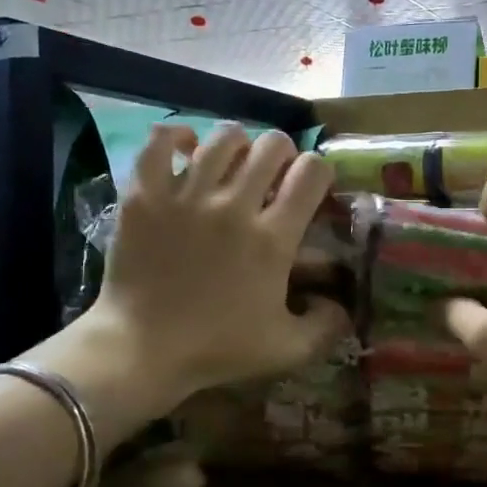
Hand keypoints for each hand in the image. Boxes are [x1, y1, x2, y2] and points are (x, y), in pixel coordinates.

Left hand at [31, 124, 349, 414]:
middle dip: (283, 154)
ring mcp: (186, 195)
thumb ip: (327, 325)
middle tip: (274, 176)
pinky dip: (177, 137)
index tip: (311, 187)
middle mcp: (234, 205)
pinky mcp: (145, 195)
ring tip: (234, 164)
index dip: (319, 171)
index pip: (312, 172)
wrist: (142, 349)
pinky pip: (161, 142)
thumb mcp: (288, 348)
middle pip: (272, 145)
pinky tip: (187, 149)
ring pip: (224, 138)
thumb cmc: (218, 349)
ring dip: (239, 145)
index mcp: (273, 238)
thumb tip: (344, 303)